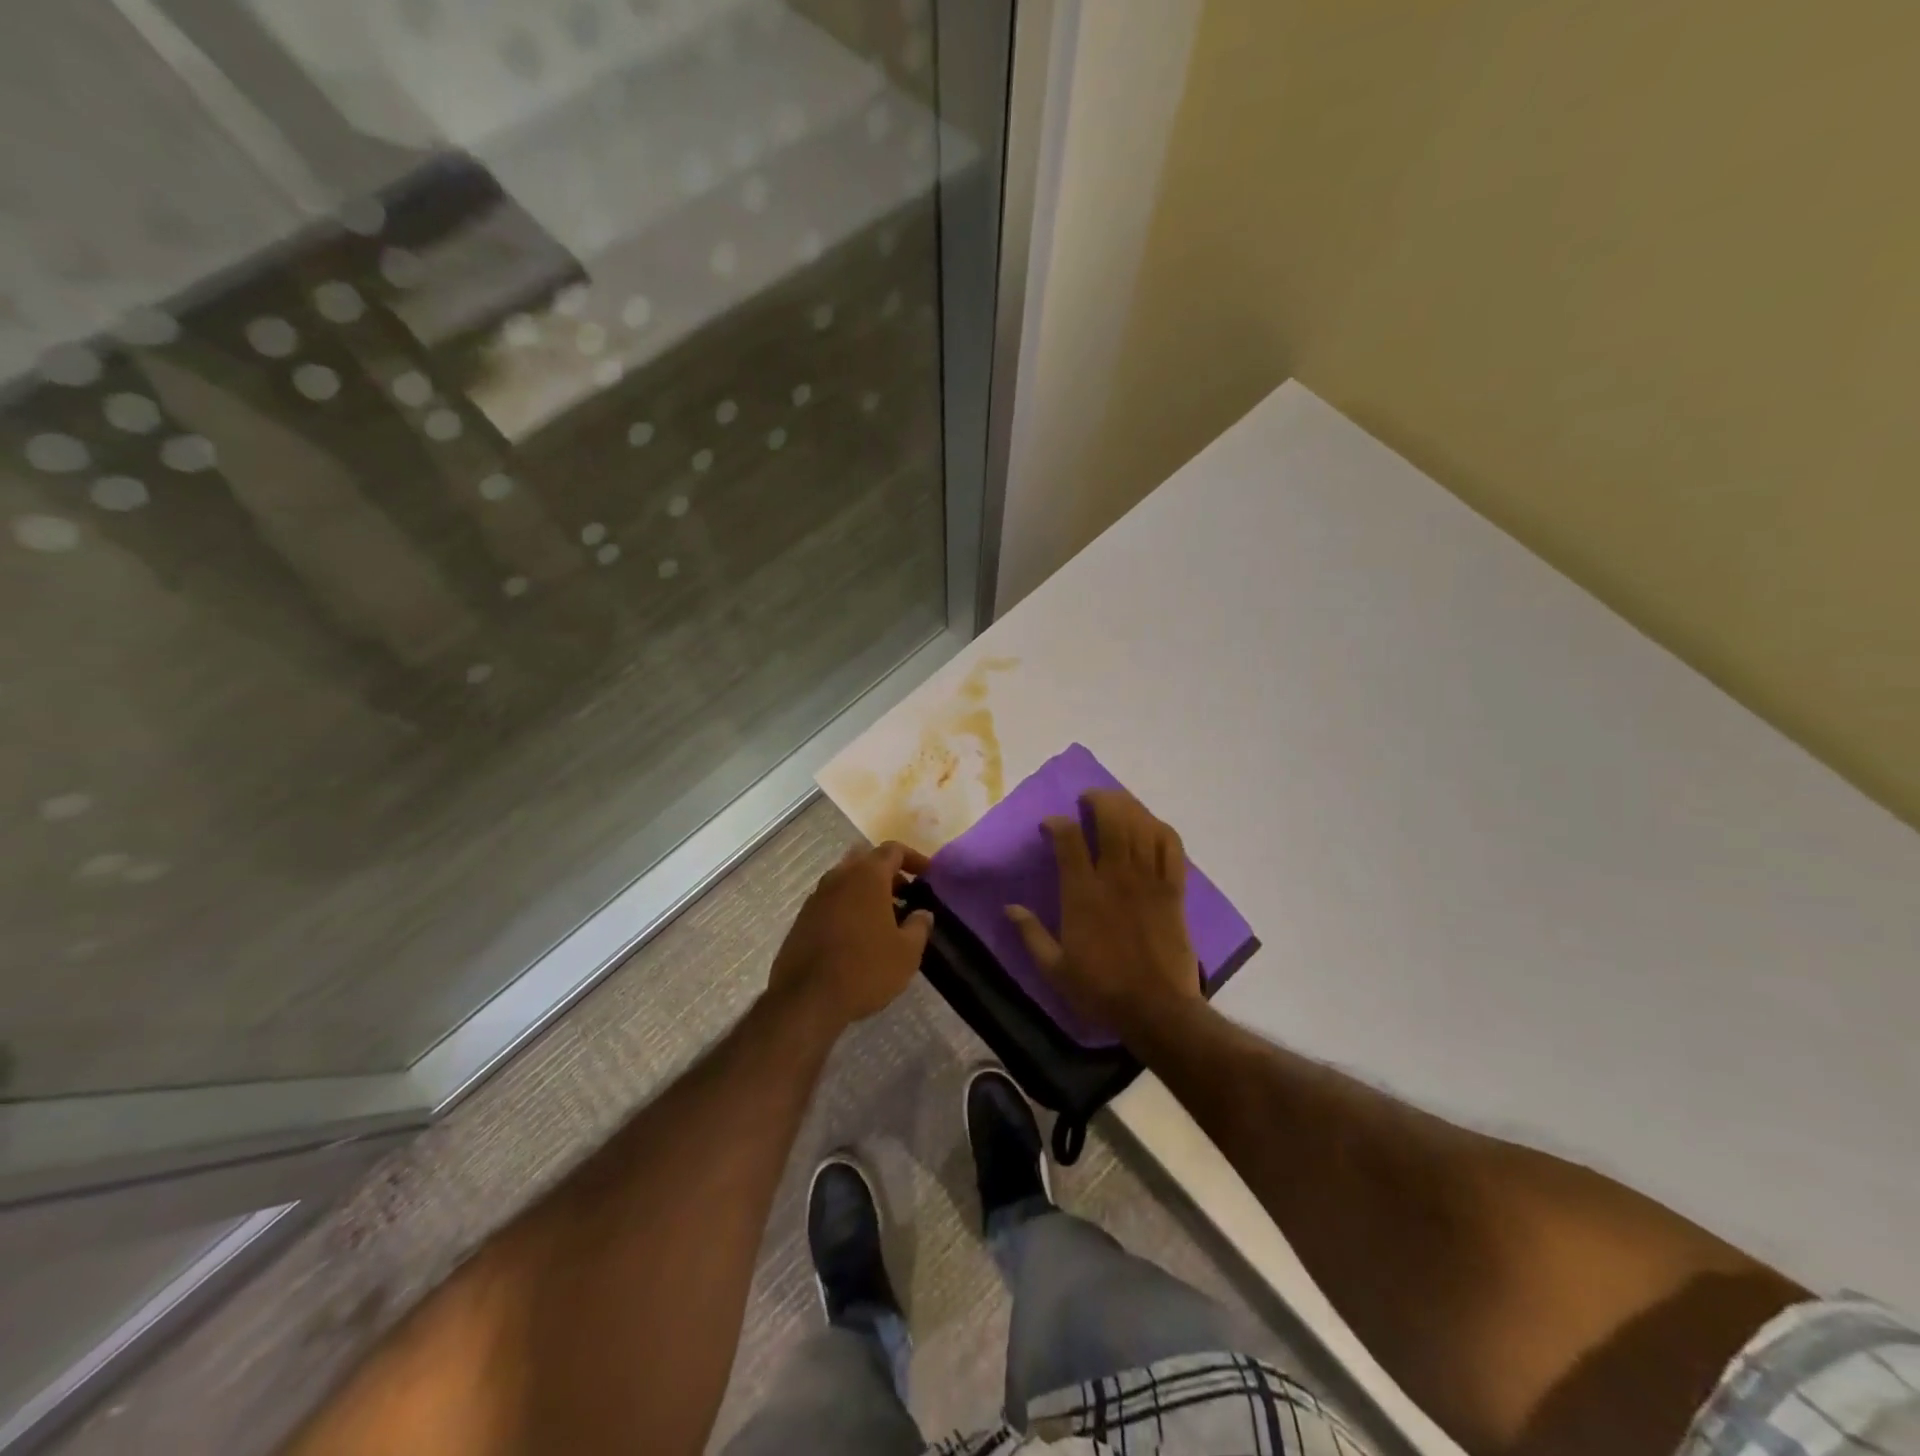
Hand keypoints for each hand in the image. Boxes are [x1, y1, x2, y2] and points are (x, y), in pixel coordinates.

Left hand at [768, 840, 932, 1032]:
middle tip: (906, 894)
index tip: (928, 874)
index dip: (914, 858)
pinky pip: (832, 901)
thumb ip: (919, 926)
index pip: (893, 850)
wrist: (806, 999)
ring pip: (846, 881)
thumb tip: (923, 913)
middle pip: (866, 860)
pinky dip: (849, 907)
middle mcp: (839, 877)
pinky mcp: (802, 919)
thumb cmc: (865, 969)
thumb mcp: (907, 953)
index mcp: (867, 876)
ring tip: (885, 919)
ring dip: (867, 891)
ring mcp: (816, 897)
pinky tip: (859, 936)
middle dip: (888, 873)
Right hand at [1004, 789, 1203, 1045]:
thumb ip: (1030, 934)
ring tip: (1116, 804)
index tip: (1050, 825)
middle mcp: (1116, 876)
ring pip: (1142, 825)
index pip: (1069, 838)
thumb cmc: (1101, 990)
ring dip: (1128, 807)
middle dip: (1099, 800)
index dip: (1057, 823)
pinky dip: (1160, 829)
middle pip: (1112, 818)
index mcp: (1082, 893)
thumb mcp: (1054, 969)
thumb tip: (1009, 907)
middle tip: (1088, 800)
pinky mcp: (1174, 890)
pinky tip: (1150, 826)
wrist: (1157, 1009)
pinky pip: (1172, 847)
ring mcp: (1149, 880)